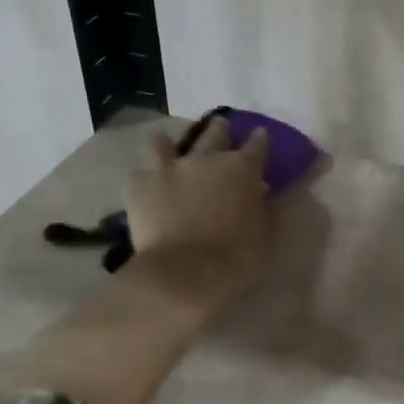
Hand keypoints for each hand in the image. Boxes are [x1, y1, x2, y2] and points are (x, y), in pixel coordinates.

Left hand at [126, 116, 272, 315]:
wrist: (183, 273)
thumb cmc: (235, 257)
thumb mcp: (263, 232)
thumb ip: (260, 205)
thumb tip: (258, 190)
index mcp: (242, 169)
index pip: (257, 144)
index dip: (259, 140)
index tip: (260, 135)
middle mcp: (206, 159)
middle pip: (214, 133)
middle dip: (219, 130)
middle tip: (220, 129)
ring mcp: (169, 169)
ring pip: (166, 144)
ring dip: (171, 145)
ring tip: (169, 148)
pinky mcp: (140, 185)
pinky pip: (141, 173)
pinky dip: (147, 178)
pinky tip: (147, 186)